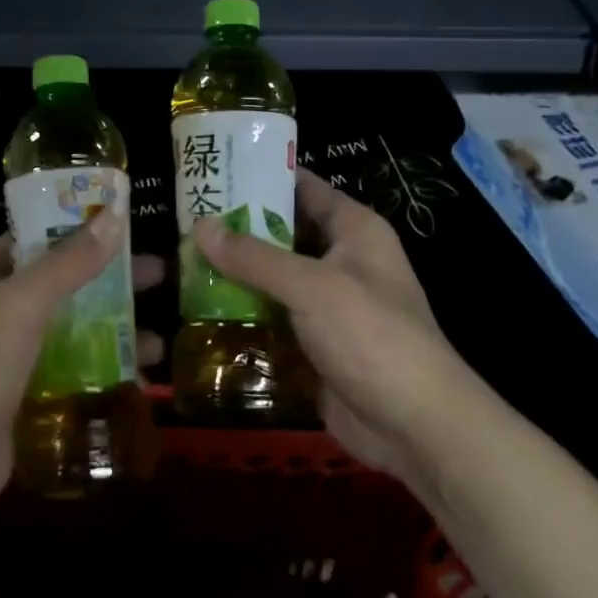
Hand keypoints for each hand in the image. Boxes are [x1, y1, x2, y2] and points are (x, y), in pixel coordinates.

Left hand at [0, 210, 163, 548]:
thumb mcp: (22, 304)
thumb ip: (69, 262)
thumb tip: (114, 217)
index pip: (42, 234)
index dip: (83, 225)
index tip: (131, 221)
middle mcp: (2, 307)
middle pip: (67, 282)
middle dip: (112, 280)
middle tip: (162, 277)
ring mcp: (15, 353)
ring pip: (75, 329)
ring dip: (114, 331)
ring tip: (160, 342)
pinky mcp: (27, 395)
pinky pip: (74, 371)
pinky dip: (103, 371)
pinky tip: (140, 381)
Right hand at [193, 169, 469, 485]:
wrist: (415, 427)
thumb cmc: (371, 336)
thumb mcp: (311, 286)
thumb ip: (254, 257)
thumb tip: (201, 227)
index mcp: (354, 230)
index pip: (304, 188)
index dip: (262, 177)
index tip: (215, 171)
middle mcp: (342, 260)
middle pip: (283, 233)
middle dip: (238, 229)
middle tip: (186, 220)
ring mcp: (328, 305)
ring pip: (274, 278)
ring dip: (236, 274)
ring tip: (183, 260)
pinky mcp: (315, 344)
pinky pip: (273, 318)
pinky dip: (244, 314)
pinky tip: (201, 309)